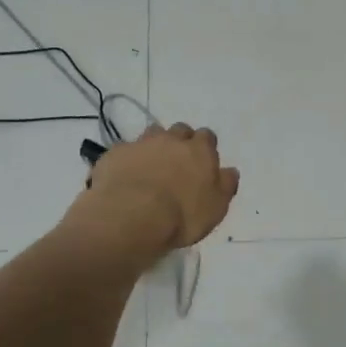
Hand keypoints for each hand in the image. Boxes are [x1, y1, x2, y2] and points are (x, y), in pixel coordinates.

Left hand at [75, 123, 239, 254]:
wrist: (132, 216)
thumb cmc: (182, 215)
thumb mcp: (216, 208)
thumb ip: (225, 185)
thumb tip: (230, 171)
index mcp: (200, 150)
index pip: (207, 137)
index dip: (205, 148)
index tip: (201, 163)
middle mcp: (172, 139)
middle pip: (179, 130)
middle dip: (180, 142)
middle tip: (176, 164)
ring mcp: (141, 143)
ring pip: (151, 134)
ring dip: (154, 146)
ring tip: (150, 168)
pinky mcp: (115, 153)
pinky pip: (125, 151)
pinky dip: (128, 160)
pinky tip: (125, 177)